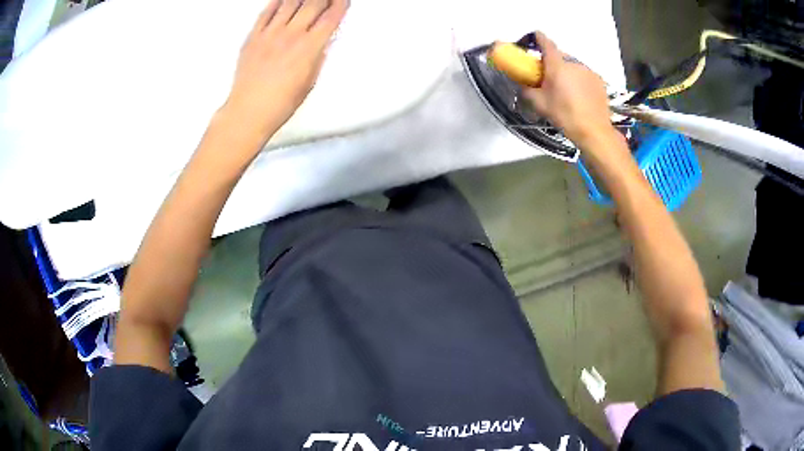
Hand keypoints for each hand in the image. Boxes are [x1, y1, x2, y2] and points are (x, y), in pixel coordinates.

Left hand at [223, 0, 349, 141]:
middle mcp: (291, 35)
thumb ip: (317, 57)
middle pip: (312, 4)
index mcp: (309, 47)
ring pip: (290, 3)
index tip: (344, 0)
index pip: (330, 18)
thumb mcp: (309, 82)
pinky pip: (266, 12)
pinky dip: (276, 2)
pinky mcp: (253, 36)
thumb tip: (322, 41)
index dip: (340, 5)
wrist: (248, 111)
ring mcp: (270, 33)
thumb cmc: (281, 103)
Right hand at [523, 32, 615, 147]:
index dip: (538, 38)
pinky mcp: (599, 81)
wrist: (594, 131)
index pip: (546, 42)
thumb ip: (527, 90)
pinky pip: (584, 75)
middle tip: (548, 77)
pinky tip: (579, 95)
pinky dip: (579, 80)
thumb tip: (521, 83)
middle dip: (552, 63)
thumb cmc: (565, 115)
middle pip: (559, 56)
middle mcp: (574, 63)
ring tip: (566, 90)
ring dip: (567, 72)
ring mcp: (588, 71)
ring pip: (573, 66)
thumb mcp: (540, 104)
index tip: (533, 38)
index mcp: (557, 64)